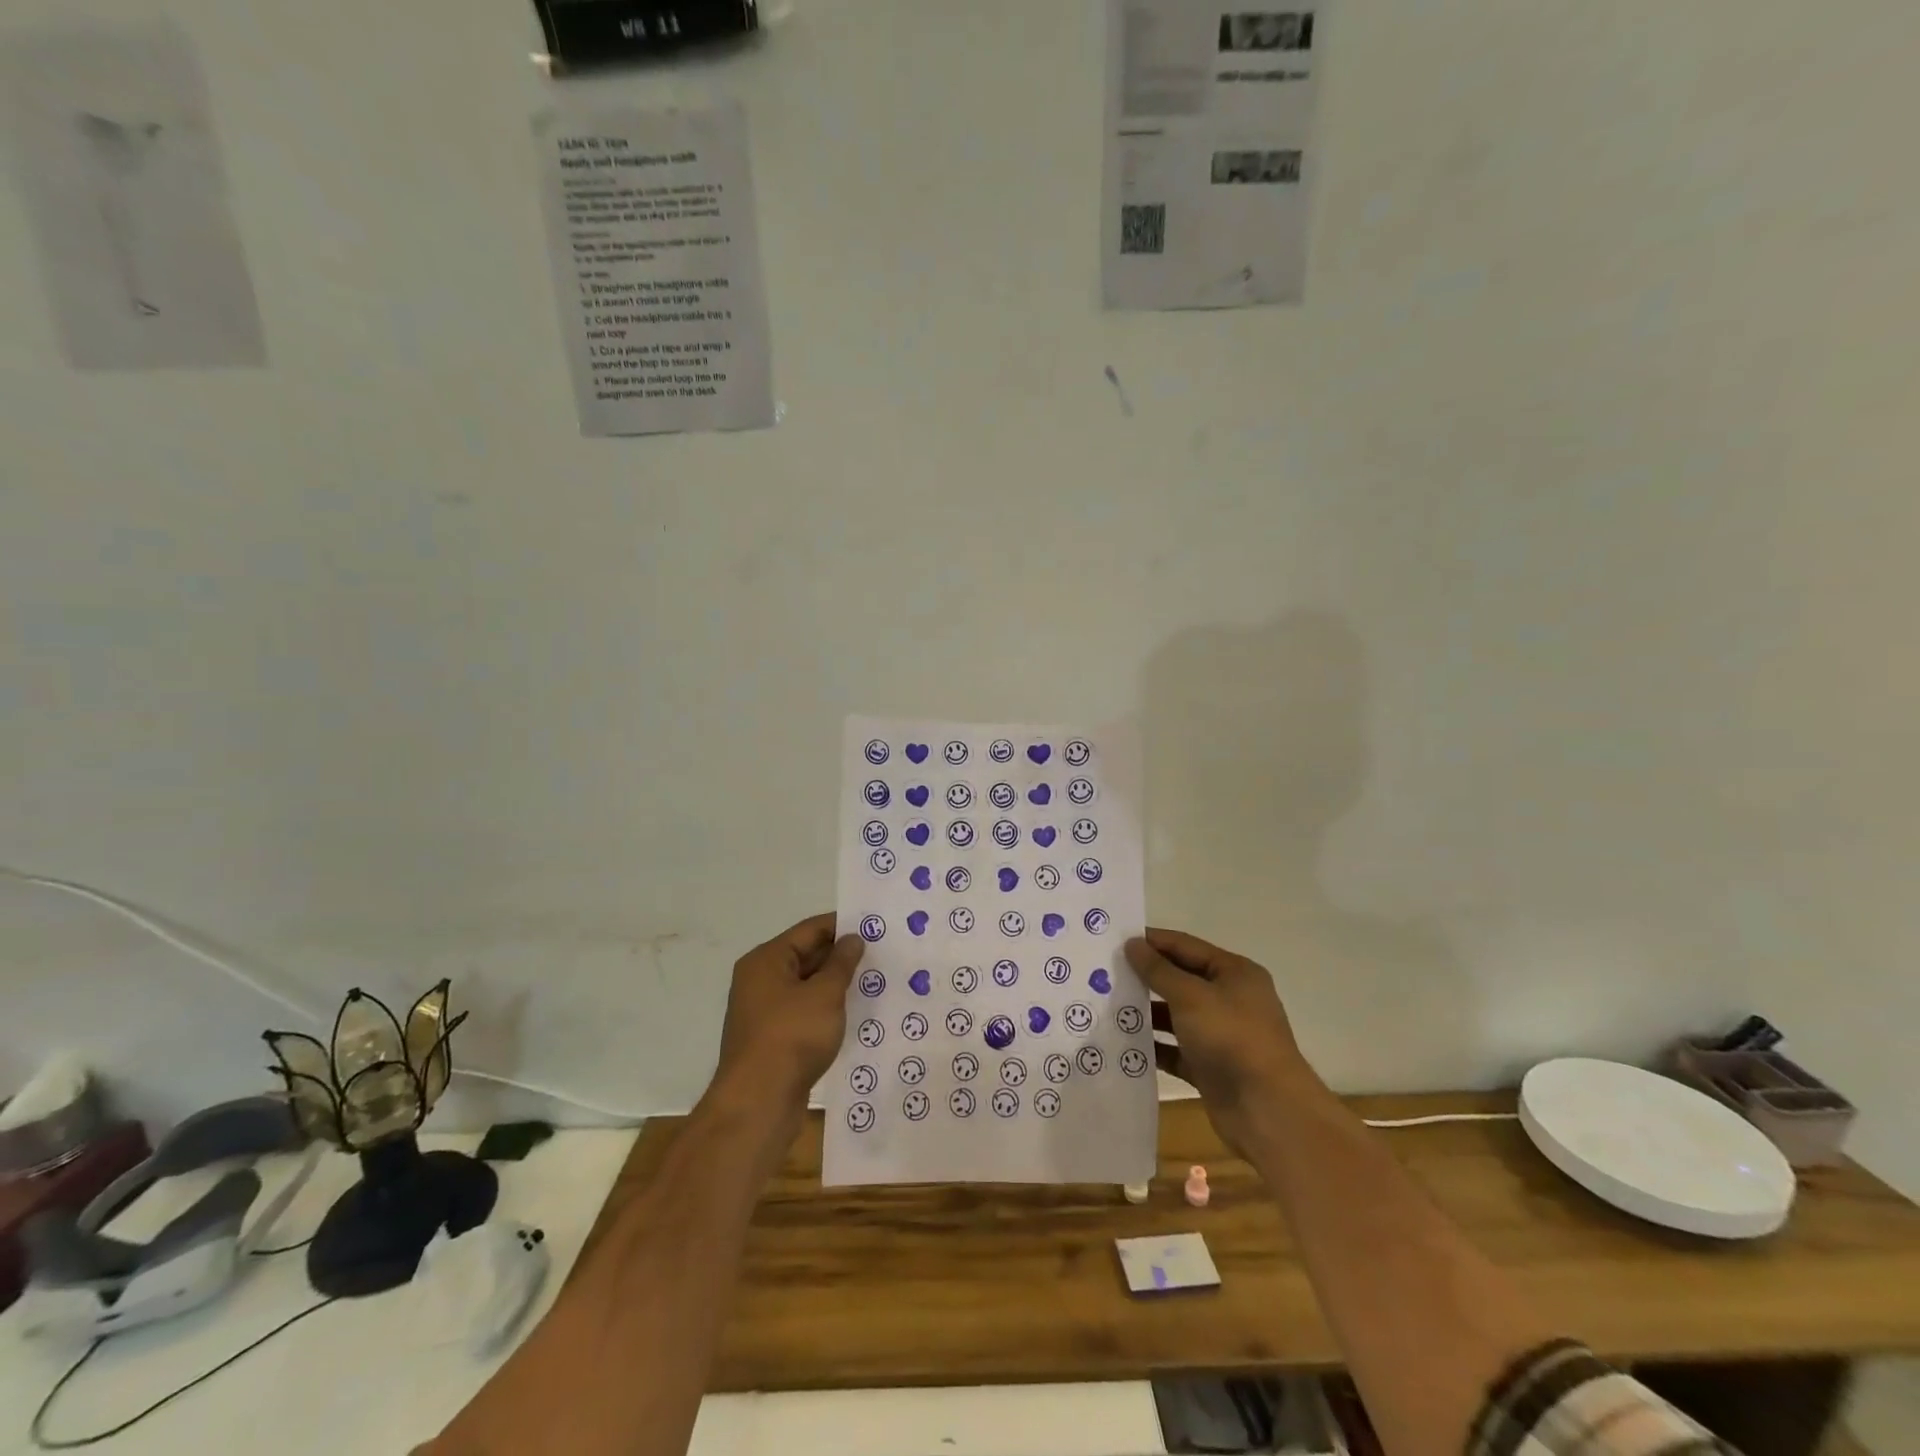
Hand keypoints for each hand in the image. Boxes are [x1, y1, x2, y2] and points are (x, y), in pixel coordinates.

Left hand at [713, 913, 861, 1113]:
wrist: (758, 1103)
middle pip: (806, 956)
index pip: (810, 930)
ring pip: (807, 986)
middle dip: (841, 956)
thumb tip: (852, 938)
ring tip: (874, 982)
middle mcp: (760, 980)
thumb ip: (842, 963)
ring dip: (836, 985)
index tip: (875, 926)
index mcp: (767, 960)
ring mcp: (764, 1011)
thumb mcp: (825, 994)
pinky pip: (804, 1012)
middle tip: (881, 953)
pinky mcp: (772, 1039)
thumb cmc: (792, 1037)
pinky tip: (853, 1014)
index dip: (842, 925)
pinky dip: (826, 1009)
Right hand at [1126, 927, 1316, 1155]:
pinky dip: (1153, 1045)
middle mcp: (1229, 999)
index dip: (1152, 941)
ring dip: (1146, 1012)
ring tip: (1106, 1005)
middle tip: (1104, 971)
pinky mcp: (1210, 1066)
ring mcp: (1220, 1035)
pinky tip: (1122, 1042)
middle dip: (1145, 976)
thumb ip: (1159, 970)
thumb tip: (1132, 945)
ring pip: (1175, 1015)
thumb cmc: (1232, 1038)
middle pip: (1180, 979)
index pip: (1185, 946)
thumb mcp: (1191, 996)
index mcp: (1234, 973)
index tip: (1114, 940)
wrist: (1268, 1111)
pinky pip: (1175, 1049)